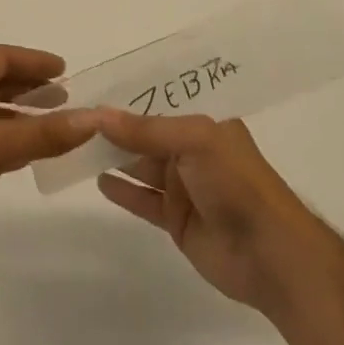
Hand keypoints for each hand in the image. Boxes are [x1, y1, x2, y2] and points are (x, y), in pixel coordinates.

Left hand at [0, 46, 103, 263]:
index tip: (63, 70)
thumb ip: (44, 134)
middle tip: (61, 96)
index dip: (33, 61)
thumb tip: (92, 119)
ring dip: (16, 111)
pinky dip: (3, 133)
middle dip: (27, 85)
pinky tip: (22, 150)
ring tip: (48, 121)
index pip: (0, 57)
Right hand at [94, 112, 337, 314]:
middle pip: (145, 132)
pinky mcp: (177, 220)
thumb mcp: (194, 141)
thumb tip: (98, 114)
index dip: (127, 94)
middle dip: (113, 127)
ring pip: (140, 164)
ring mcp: (184, 186)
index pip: (159, 100)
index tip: (90, 88)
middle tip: (72, 119)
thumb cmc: (237, 183)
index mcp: (205, 121)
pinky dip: (122, 190)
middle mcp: (192, 150)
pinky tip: (98, 180)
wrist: (271, 256)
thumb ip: (146, 130)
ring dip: (112, 156)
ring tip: (75, 146)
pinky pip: (143, 199)